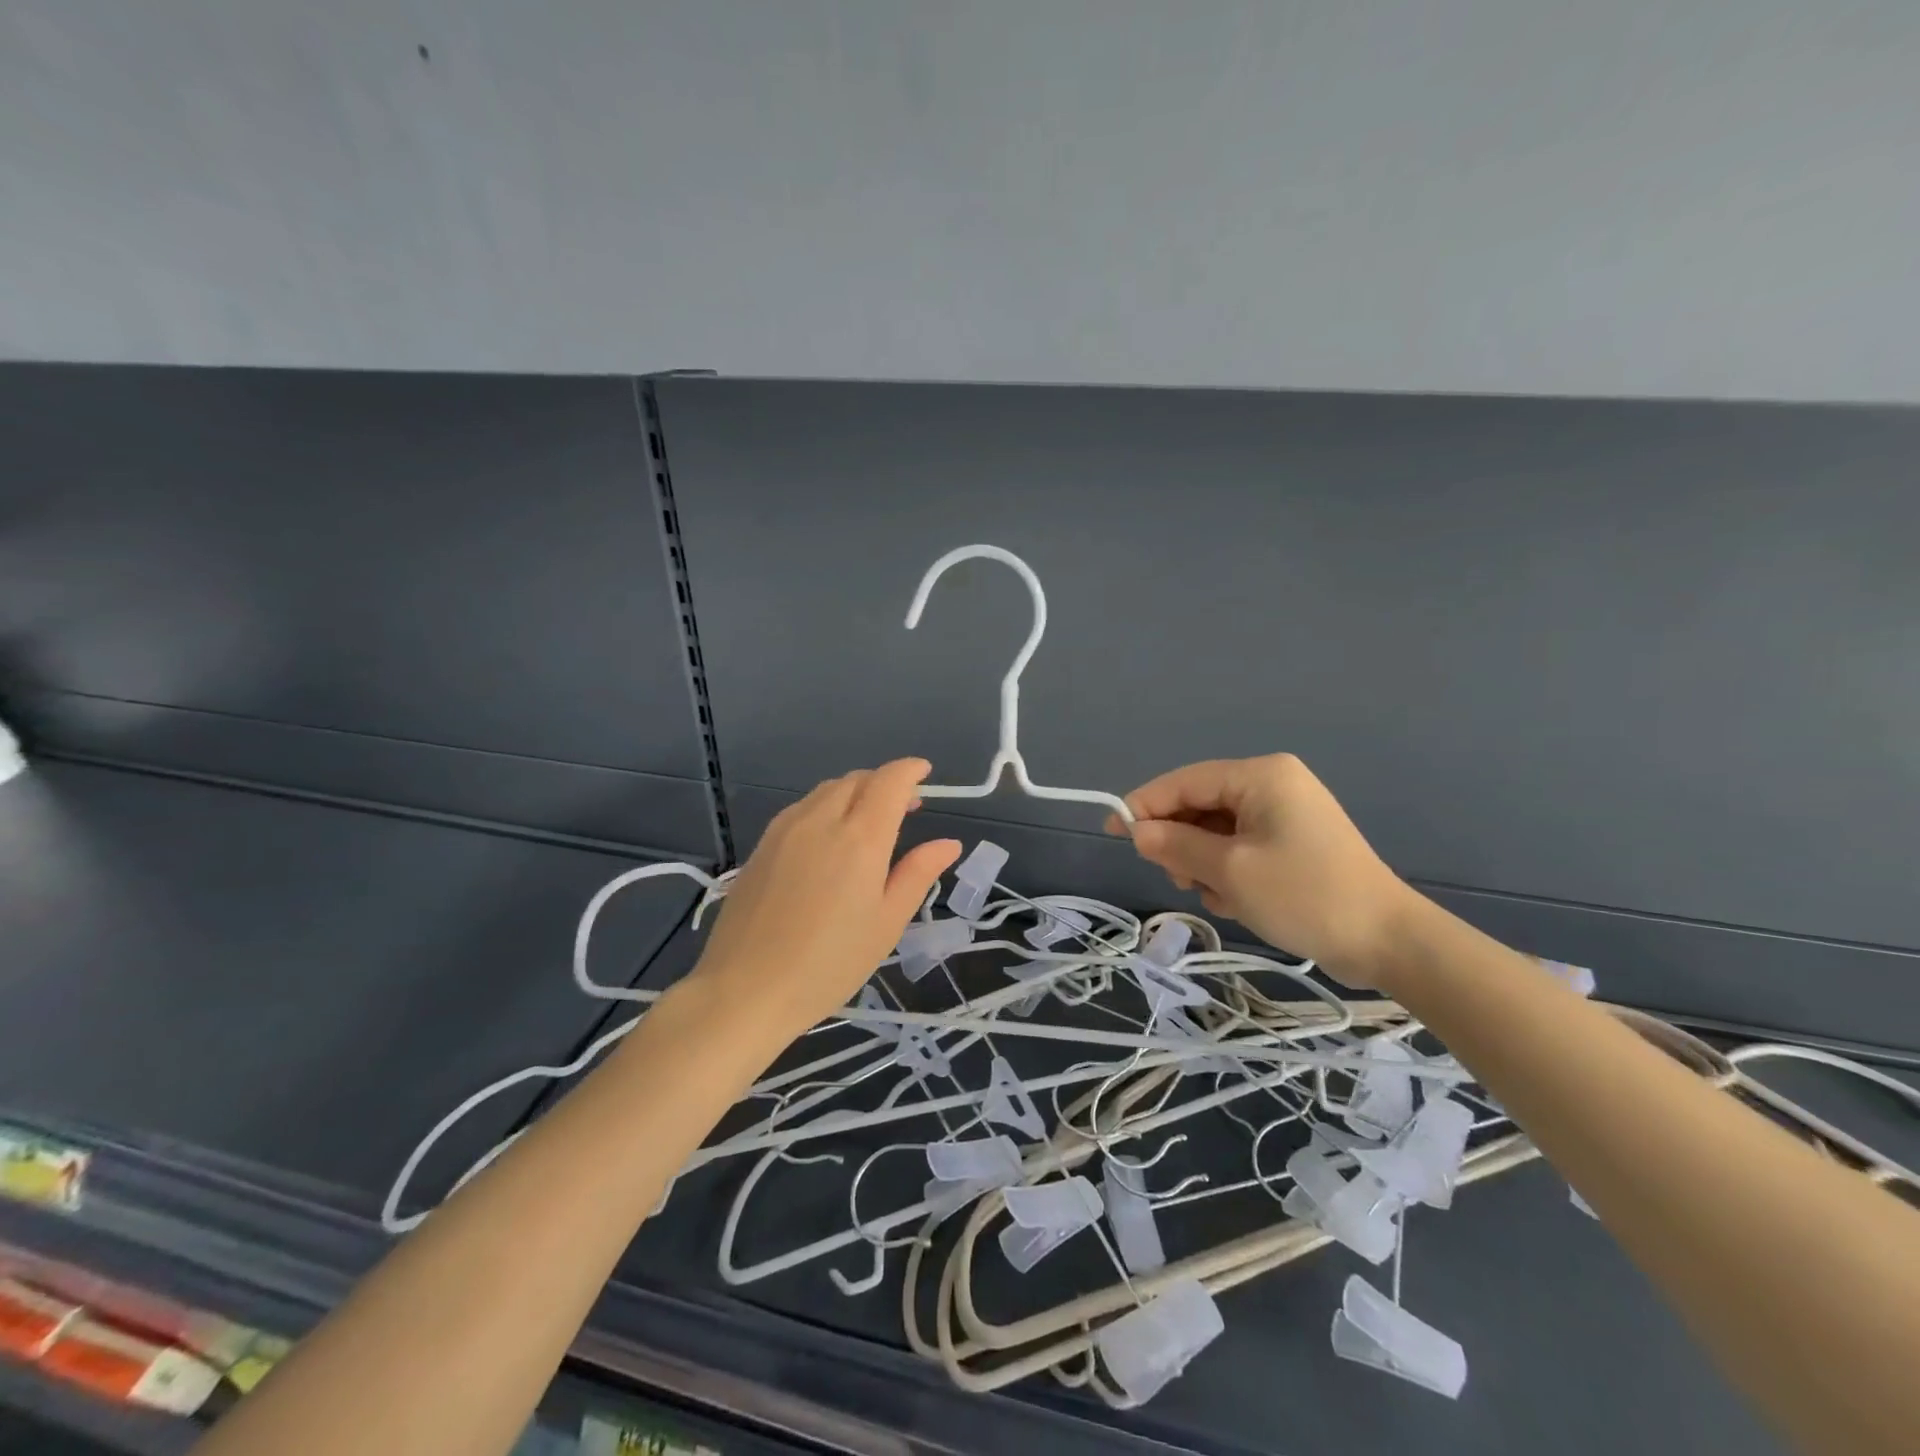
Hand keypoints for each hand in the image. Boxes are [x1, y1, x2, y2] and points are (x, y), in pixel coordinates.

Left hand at [690, 759, 961, 1041]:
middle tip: (906, 806)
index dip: (910, 770)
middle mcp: (821, 820)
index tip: (925, 772)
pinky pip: (802, 808)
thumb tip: (948, 843)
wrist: (744, 990)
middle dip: (885, 782)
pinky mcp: (762, 845)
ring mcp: (785, 829)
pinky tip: (829, 838)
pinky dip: (826, 806)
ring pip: (826, 790)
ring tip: (869, 821)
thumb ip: (918, 874)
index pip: (889, 781)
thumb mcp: (886, 923)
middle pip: (857, 780)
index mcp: (860, 838)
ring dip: (855, 792)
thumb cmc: (829, 964)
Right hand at [1107, 754, 1413, 987]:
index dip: (1144, 805)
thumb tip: (1136, 831)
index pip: (1184, 781)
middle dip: (1182, 842)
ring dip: (1205, 863)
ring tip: (1218, 897)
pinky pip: (1240, 845)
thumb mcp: (1229, 871)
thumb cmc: (1305, 895)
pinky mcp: (1293, 840)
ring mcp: (1285, 812)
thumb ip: (1176, 845)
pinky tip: (1238, 901)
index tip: (1112, 831)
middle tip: (1180, 881)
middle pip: (1200, 804)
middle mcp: (1272, 784)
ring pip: (1216, 829)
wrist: (1387, 940)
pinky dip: (1229, 871)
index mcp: (1260, 776)